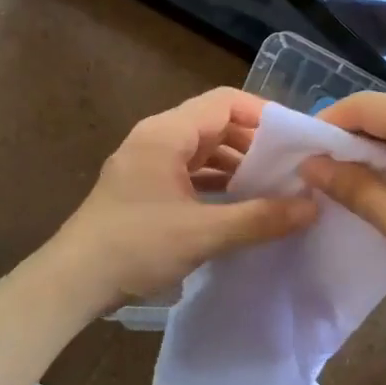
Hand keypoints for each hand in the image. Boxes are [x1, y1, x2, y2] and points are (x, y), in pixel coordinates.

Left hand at [53, 88, 317, 306]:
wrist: (73, 282)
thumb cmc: (135, 246)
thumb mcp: (203, 233)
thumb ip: (260, 218)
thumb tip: (313, 206)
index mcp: (166, 133)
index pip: (225, 102)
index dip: (264, 114)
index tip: (296, 139)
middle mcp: (156, 139)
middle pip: (215, 124)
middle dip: (254, 143)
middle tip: (292, 167)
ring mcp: (148, 164)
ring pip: (203, 151)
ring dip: (237, 165)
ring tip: (273, 188)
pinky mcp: (145, 189)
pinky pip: (190, 173)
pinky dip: (217, 183)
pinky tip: (240, 206)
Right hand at [300, 94, 385, 331]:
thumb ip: (352, 186)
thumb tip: (309, 165)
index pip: (367, 105)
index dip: (328, 123)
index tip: (300, 153)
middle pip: (385, 113)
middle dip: (348, 138)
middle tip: (317, 170)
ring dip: (371, 150)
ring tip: (342, 180)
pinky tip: (380, 183)